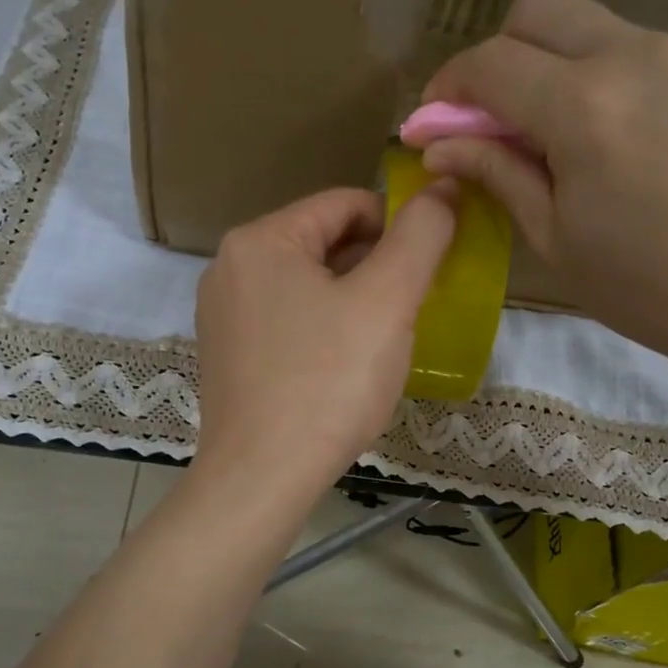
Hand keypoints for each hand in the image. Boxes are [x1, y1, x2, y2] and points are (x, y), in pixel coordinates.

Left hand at [192, 185, 456, 500]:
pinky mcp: (228, 356)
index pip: (344, 204)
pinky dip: (324, 328)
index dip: (399, 223)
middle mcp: (230, 268)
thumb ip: (421, 237)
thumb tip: (444, 189)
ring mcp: (223, 315)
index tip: (433, 260)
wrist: (262, 478)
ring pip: (306, 286)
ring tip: (387, 337)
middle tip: (416, 304)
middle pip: (323, 243)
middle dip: (376, 265)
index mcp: (260, 240)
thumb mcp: (386, 302)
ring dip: (353, 299)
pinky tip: (347, 365)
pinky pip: (287, 322)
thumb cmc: (327, 383)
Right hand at [419, 0, 667, 386]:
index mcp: (582, 106)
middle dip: (497, 55)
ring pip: (591, 25)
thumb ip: (497, 173)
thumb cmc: (651, 287)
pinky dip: (604, 75)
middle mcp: (632, 56)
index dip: (447, 88)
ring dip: (553, 64)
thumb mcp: (556, 239)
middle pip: (538, 11)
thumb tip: (439, 145)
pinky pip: (638, 49)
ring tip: (560, 136)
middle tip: (492, 117)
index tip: (433, 122)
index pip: (490, 64)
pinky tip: (618, 137)